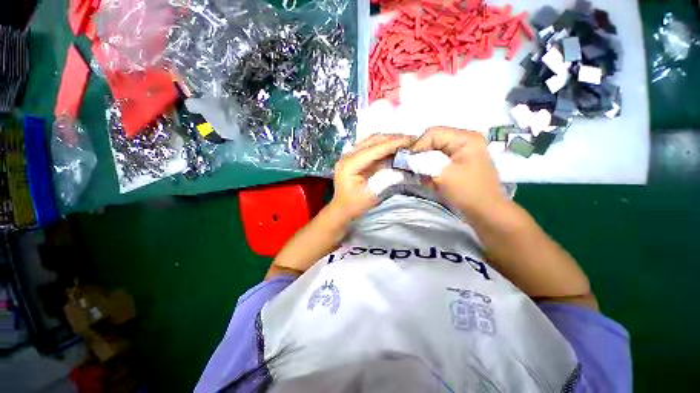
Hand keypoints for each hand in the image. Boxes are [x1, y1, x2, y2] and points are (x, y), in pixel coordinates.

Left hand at [330, 133, 413, 221]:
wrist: (342, 208)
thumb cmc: (356, 205)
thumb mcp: (373, 194)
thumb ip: (386, 178)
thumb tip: (401, 165)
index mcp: (350, 165)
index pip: (374, 149)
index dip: (393, 143)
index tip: (411, 139)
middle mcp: (347, 156)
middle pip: (372, 141)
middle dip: (392, 138)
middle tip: (411, 139)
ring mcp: (349, 155)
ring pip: (370, 140)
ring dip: (388, 139)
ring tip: (404, 141)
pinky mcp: (353, 157)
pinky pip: (369, 146)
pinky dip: (382, 144)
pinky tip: (393, 146)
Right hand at [412, 127, 505, 215]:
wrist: (485, 212)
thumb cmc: (467, 192)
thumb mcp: (443, 175)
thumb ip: (423, 163)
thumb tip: (407, 157)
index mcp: (465, 138)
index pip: (433, 133)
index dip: (418, 145)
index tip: (408, 160)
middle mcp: (463, 140)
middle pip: (433, 141)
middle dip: (422, 156)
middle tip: (415, 169)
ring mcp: (461, 151)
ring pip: (433, 151)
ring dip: (426, 164)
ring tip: (426, 178)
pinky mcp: (457, 162)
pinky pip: (438, 160)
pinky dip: (431, 169)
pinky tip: (433, 181)